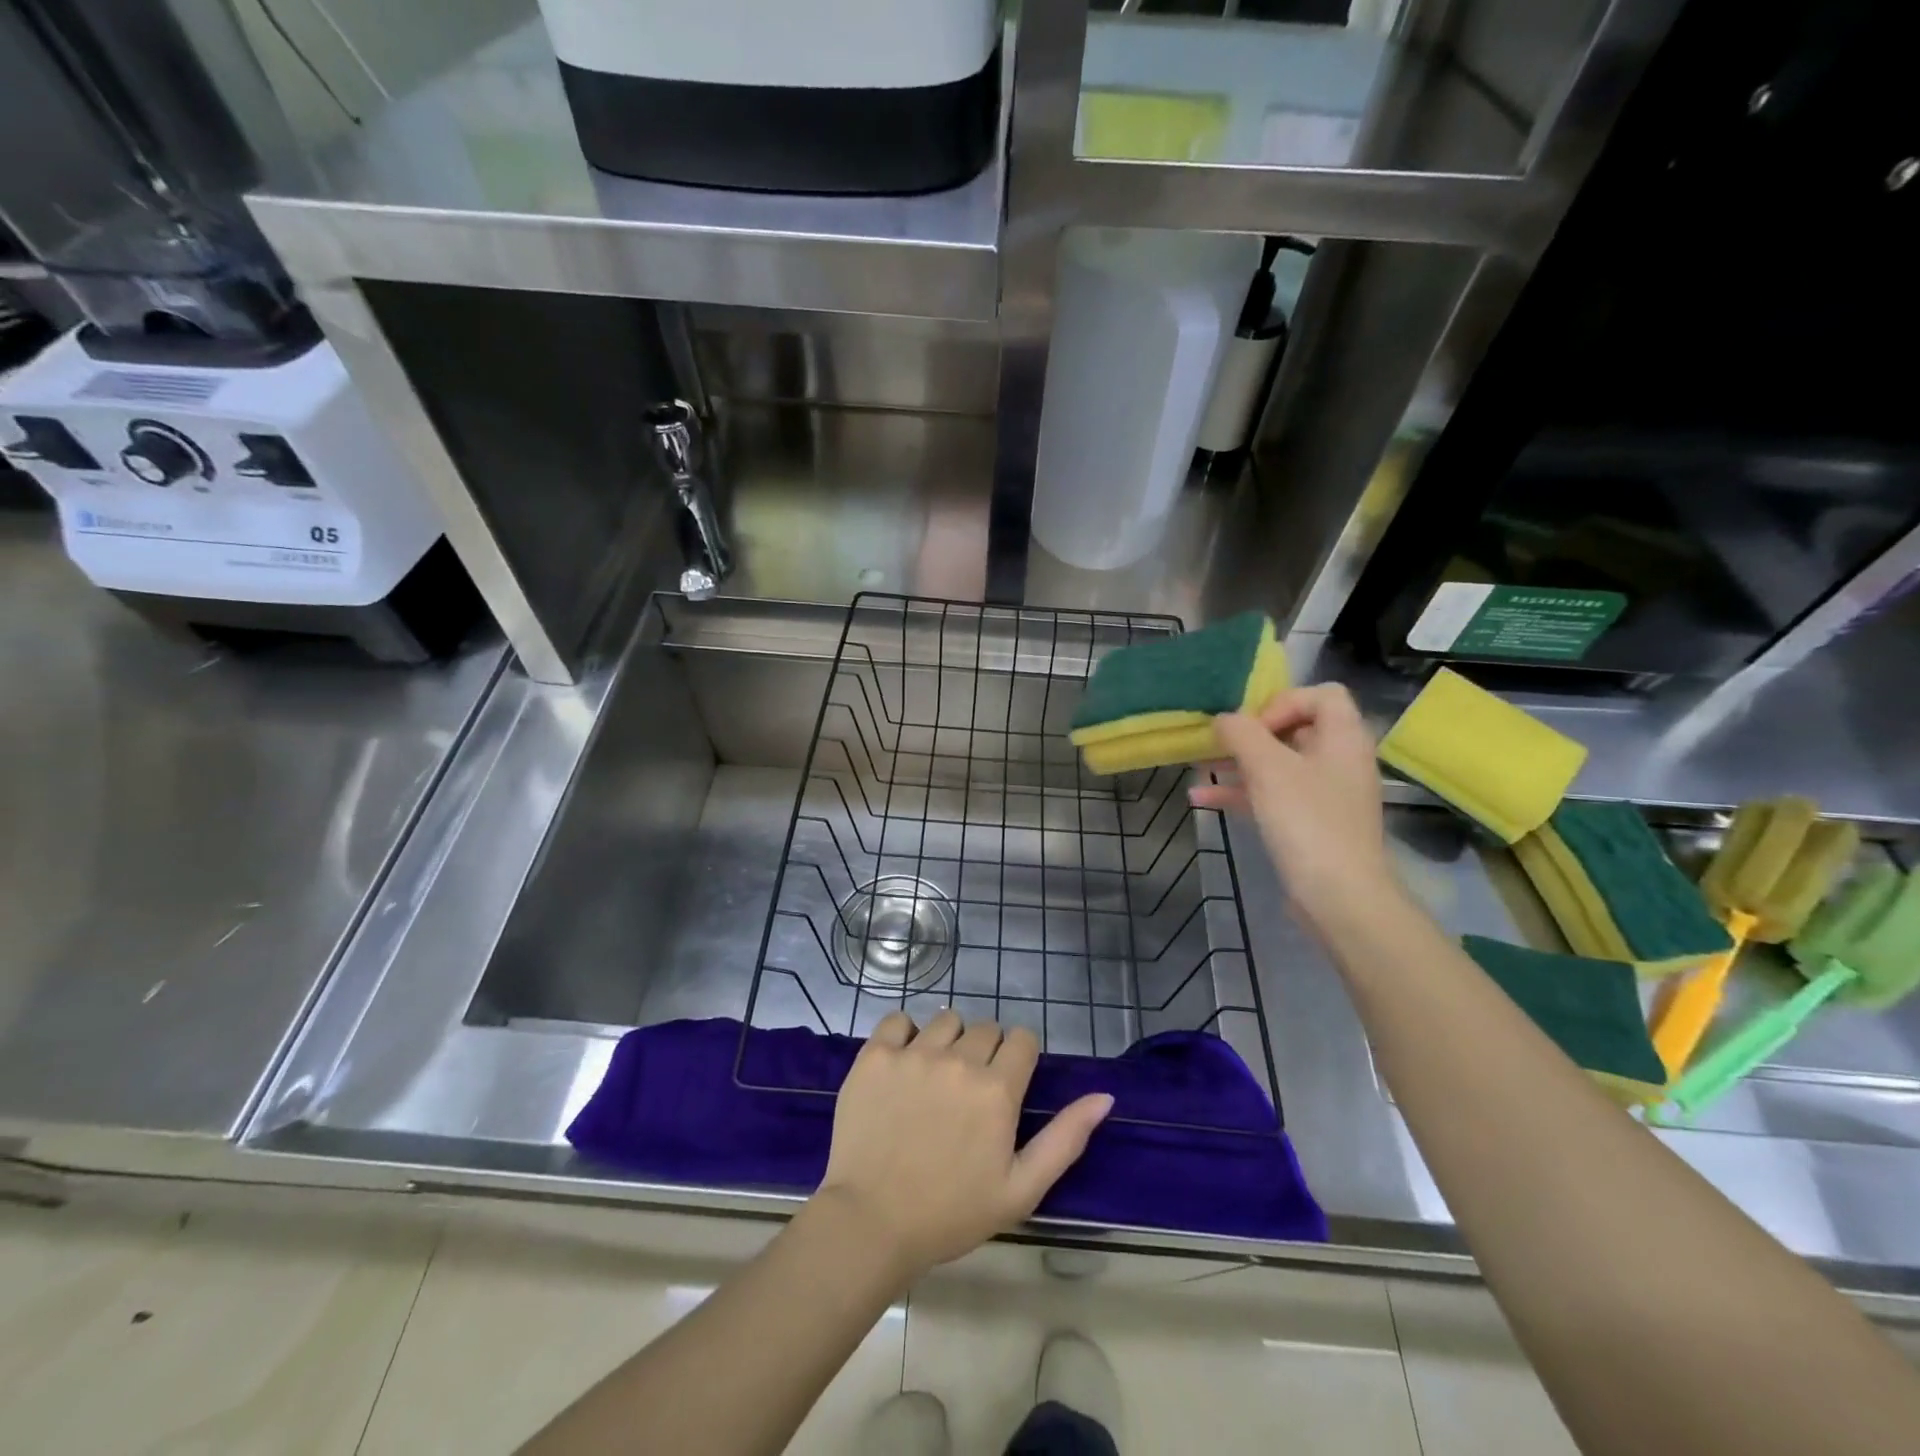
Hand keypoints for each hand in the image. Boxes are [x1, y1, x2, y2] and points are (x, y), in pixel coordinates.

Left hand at [816, 1010, 1112, 1281]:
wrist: (871, 1224)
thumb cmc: (951, 1213)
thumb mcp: (1021, 1189)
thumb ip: (1065, 1139)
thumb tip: (1104, 1096)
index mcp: (997, 1090)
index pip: (1023, 1039)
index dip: (1019, 1059)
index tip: (1006, 1085)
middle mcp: (959, 1060)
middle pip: (986, 1028)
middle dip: (985, 1053)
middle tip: (968, 1093)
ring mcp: (913, 1054)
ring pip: (945, 1020)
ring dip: (948, 1041)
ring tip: (935, 1079)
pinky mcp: (875, 1055)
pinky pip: (898, 1020)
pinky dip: (903, 1035)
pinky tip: (902, 1065)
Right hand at [1189, 684, 1396, 935]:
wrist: (1339, 897)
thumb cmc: (1307, 821)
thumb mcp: (1268, 768)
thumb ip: (1242, 734)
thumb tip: (1224, 719)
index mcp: (1343, 737)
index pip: (1320, 694)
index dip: (1283, 701)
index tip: (1253, 727)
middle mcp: (1339, 760)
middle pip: (1294, 729)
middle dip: (1249, 735)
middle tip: (1218, 744)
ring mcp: (1325, 794)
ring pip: (1278, 765)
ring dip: (1238, 763)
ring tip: (1199, 767)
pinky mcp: (1310, 823)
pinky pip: (1272, 796)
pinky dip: (1241, 793)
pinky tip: (1201, 799)